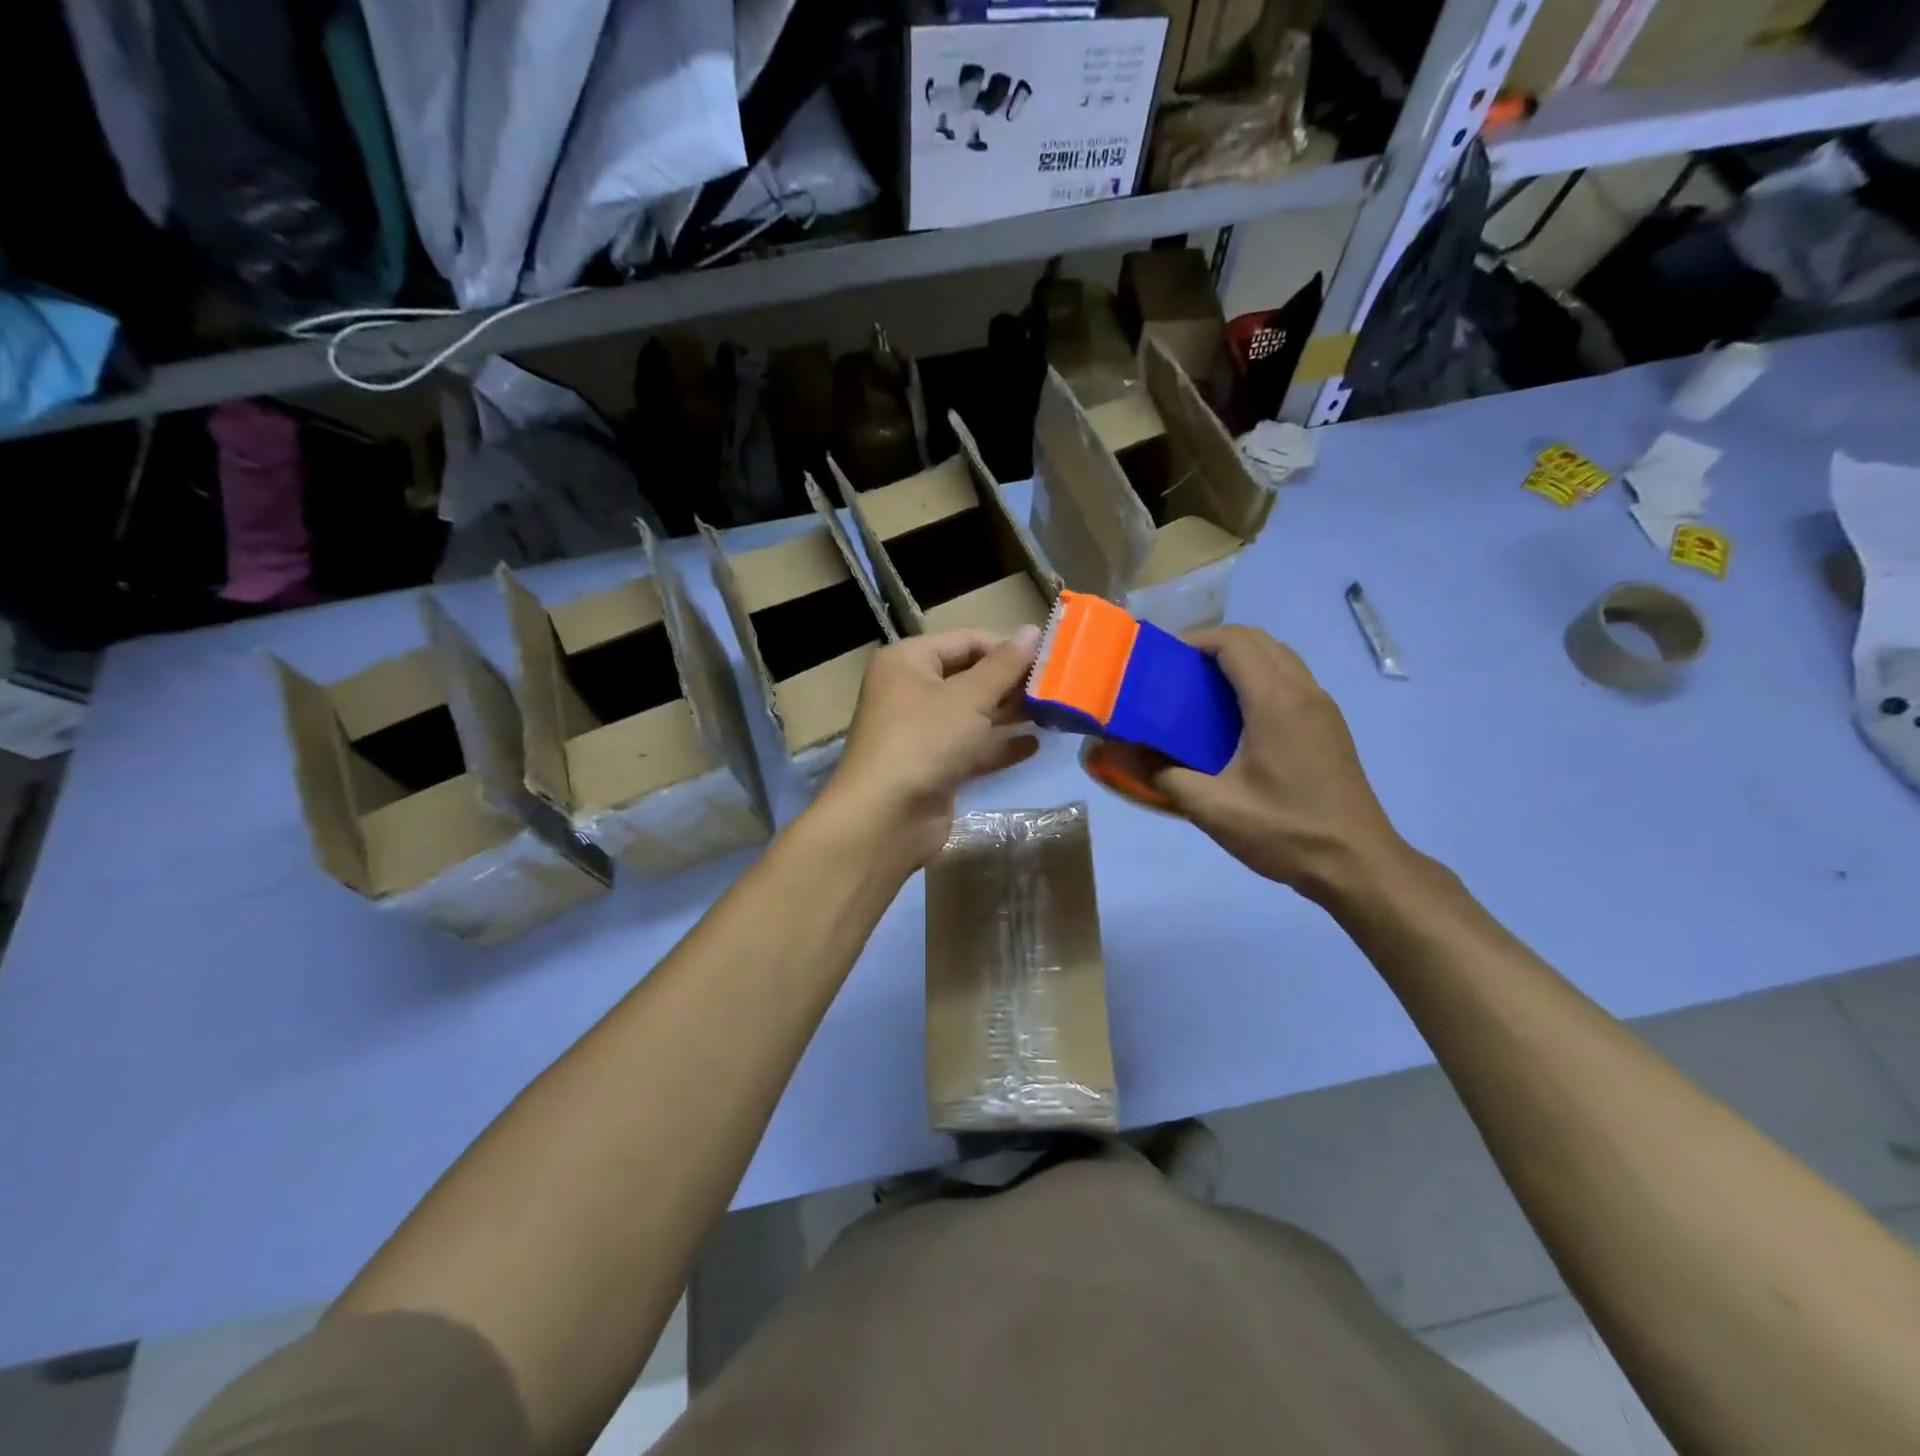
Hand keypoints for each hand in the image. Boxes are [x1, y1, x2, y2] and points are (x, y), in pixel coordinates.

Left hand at [817, 626, 1041, 868]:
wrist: (886, 818)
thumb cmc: (924, 740)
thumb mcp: (969, 697)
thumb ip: (1004, 665)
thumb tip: (1032, 630)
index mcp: (908, 661)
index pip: (966, 641)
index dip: (1006, 647)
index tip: (1049, 659)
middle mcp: (910, 691)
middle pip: (969, 677)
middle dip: (1010, 683)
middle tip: (1056, 687)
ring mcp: (920, 731)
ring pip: (971, 714)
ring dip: (1008, 714)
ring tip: (1053, 714)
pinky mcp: (932, 766)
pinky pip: (970, 747)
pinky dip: (997, 745)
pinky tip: (1033, 746)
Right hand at [1125, 627, 1408, 902]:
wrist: (1357, 864)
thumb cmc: (1284, 831)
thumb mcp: (1212, 808)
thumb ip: (1161, 774)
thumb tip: (1116, 751)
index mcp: (1276, 702)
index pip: (1235, 641)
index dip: (1196, 640)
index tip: (1163, 661)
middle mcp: (1304, 692)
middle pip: (1258, 640)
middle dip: (1214, 645)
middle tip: (1178, 675)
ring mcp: (1323, 708)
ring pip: (1279, 657)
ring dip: (1240, 660)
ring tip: (1204, 693)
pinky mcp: (1329, 726)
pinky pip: (1291, 680)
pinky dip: (1260, 679)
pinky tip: (1237, 720)